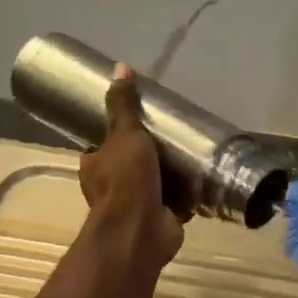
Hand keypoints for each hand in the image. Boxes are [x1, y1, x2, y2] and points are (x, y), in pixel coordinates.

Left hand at [78, 65, 187, 268]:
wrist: (140, 230)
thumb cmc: (126, 180)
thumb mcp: (125, 134)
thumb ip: (123, 105)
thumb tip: (120, 67)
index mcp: (95, 167)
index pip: (101, 147)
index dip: (116, 135)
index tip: (138, 123)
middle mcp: (111, 188)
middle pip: (130, 165)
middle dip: (148, 156)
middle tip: (171, 137)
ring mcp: (136, 207)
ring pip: (153, 184)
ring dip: (169, 176)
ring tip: (191, 155)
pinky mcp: (160, 219)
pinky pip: (175, 203)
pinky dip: (186, 195)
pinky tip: (202, 180)